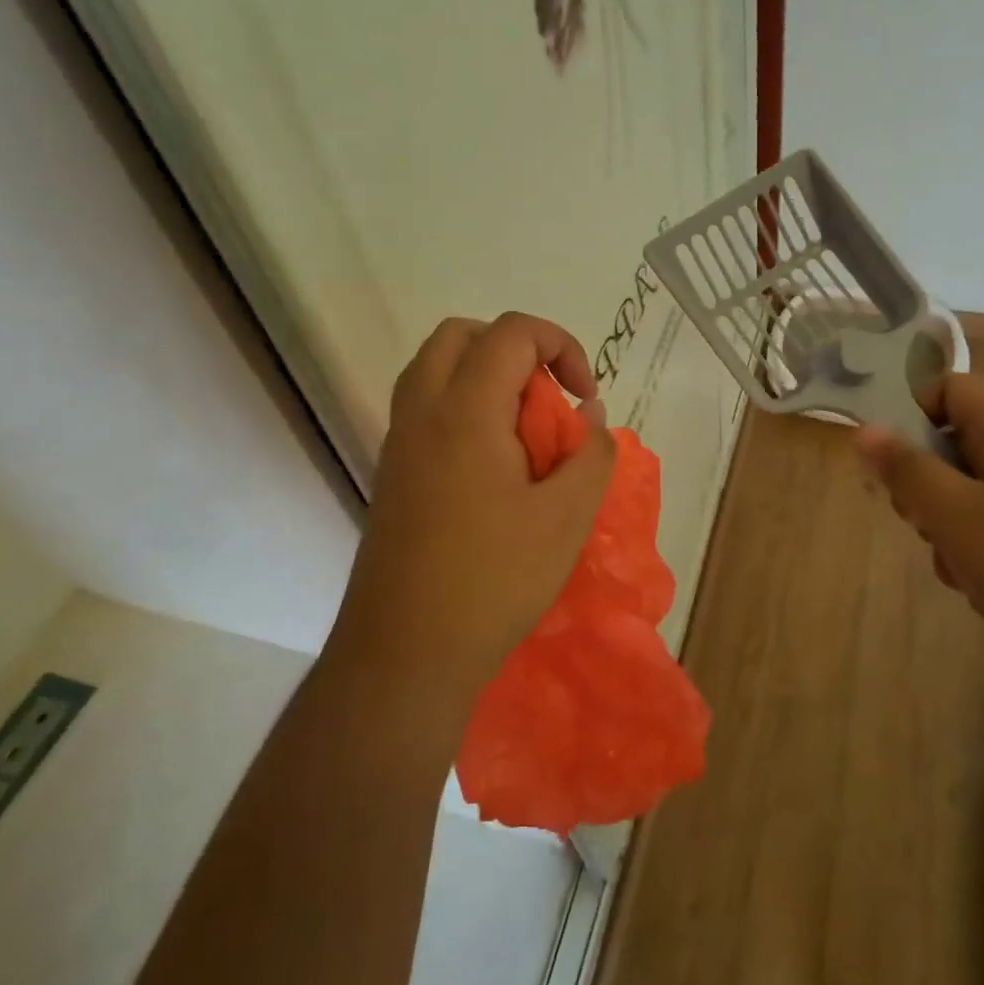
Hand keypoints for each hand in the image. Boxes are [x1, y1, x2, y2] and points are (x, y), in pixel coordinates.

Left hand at [336, 314, 615, 708]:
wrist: (404, 652)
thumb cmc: (493, 579)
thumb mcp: (567, 517)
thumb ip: (591, 454)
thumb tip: (590, 418)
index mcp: (465, 410)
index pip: (512, 332)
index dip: (560, 346)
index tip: (585, 398)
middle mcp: (422, 411)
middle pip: (462, 335)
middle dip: (515, 348)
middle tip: (547, 398)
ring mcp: (399, 442)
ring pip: (435, 369)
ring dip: (484, 376)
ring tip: (523, 430)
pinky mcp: (391, 473)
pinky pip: (425, 408)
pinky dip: (463, 407)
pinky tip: (494, 466)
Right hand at [856, 373, 983, 673]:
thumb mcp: (957, 516)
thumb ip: (906, 471)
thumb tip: (865, 429)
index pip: (948, 389)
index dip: (911, 417)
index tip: (892, 468)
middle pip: (957, 448)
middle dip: (929, 491)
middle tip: (926, 527)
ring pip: (977, 499)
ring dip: (955, 535)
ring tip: (967, 573)